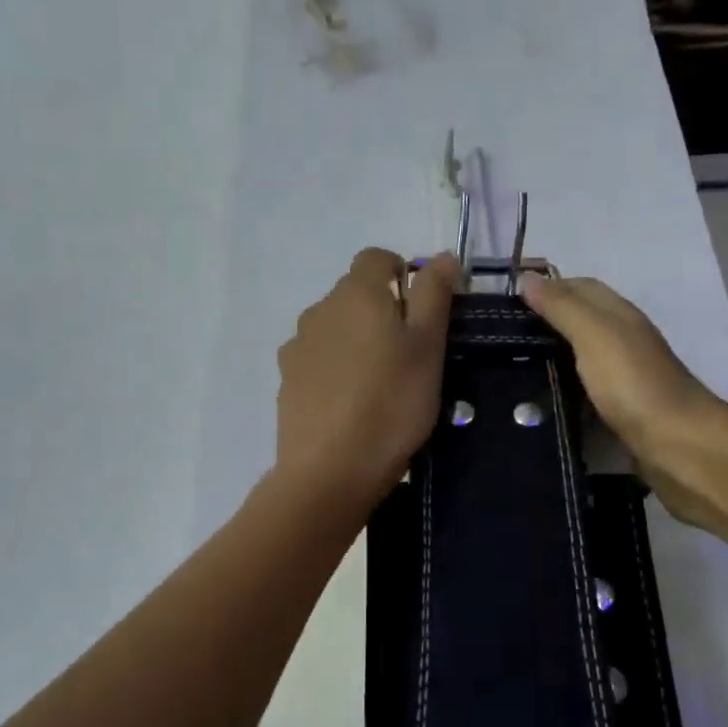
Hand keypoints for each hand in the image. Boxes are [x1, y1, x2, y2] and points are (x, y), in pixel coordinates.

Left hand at [274, 249, 459, 508]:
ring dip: (357, 340)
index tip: (422, 310)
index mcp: (356, 293)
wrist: (330, 470)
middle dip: (382, 311)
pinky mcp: (286, 380)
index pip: (376, 258)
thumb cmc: (392, 404)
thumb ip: (434, 295)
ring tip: (380, 384)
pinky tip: (350, 404)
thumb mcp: (428, 347)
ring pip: (335, 327)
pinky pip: (318, 359)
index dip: (402, 273)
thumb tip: (441, 256)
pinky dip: (335, 369)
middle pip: (354, 293)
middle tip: (410, 354)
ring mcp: (297, 346)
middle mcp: (320, 309)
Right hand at [521, 273, 727, 529]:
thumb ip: (561, 307)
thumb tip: (526, 277)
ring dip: (551, 361)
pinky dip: (562, 393)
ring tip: (508, 371)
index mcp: (620, 316)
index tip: (507, 302)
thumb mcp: (594, 334)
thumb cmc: (633, 383)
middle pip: (580, 323)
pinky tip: (537, 404)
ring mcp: (624, 379)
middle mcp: (624, 342)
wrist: (677, 446)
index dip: (548, 288)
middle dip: (544, 325)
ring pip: (581, 360)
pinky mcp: (620, 413)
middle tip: (500, 339)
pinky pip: (584, 394)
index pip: (581, 288)